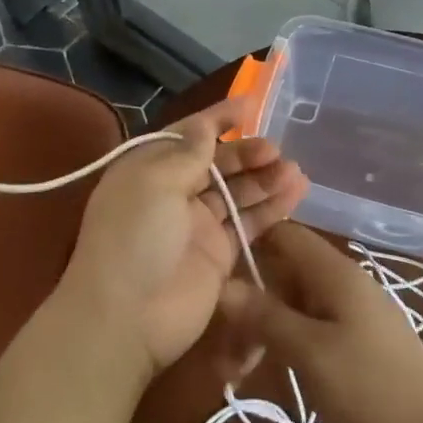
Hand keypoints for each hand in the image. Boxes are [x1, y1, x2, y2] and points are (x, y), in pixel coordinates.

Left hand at [58, 98, 307, 380]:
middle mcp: (173, 193)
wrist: (126, 318)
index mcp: (149, 169)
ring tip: (294, 170)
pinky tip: (296, 193)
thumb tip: (206, 125)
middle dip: (246, 152)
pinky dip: (272, 208)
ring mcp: (197, 225)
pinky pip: (249, 224)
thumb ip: (188, 153)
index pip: (188, 134)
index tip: (251, 104)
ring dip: (264, 179)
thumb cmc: (135, 237)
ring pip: (237, 192)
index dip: (218, 118)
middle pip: (217, 163)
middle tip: (276, 150)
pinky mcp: (219, 255)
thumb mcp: (155, 182)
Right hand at [218, 224, 422, 422]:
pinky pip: (304, 329)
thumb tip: (222, 285)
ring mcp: (346, 311)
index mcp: (332, 272)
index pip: (282, 234)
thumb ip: (265, 316)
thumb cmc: (371, 387)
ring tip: (232, 376)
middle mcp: (338, 282)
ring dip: (258, 332)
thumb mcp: (310, 352)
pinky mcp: (350, 339)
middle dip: (245, 305)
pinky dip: (280, 346)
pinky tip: (257, 376)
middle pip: (280, 274)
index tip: (210, 274)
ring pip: (288, 306)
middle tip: (219, 351)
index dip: (246, 244)